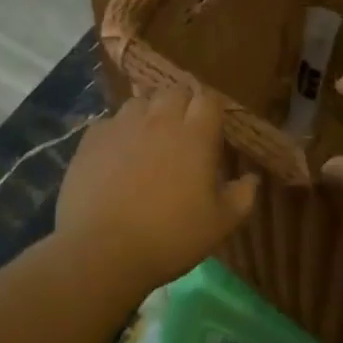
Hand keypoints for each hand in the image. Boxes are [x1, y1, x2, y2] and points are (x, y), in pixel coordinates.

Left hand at [55, 85, 259, 289]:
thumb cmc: (170, 237)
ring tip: (149, 138)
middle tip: (184, 131)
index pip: (208, 99)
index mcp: (195, 136)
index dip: (212, 109)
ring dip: (149, 113)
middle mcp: (159, 120)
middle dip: (182, 104)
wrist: (102, 251)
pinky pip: (109, 122)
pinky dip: (118, 131)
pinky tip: (117, 154)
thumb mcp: (220, 224)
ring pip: (139, 102)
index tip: (213, 127)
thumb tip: (252, 178)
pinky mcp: (91, 139)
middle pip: (174, 91)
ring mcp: (122, 126)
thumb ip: (242, 196)